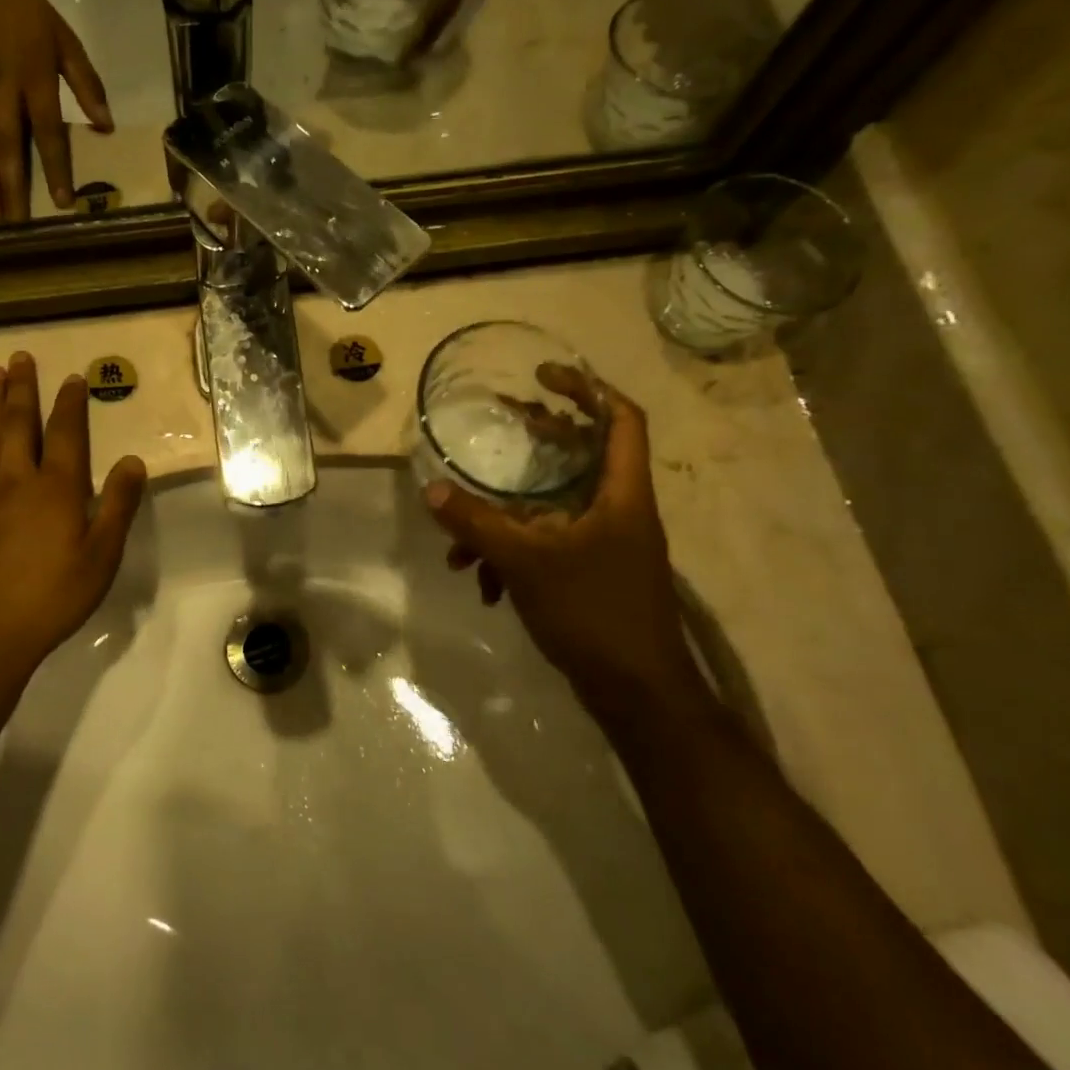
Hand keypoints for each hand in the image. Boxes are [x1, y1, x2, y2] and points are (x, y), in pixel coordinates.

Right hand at [0, 0, 113, 221]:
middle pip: (9, 147)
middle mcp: (2, 92)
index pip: (49, 132)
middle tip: (17, 228)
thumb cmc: (25, 13)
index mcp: (35, 78)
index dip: (57, 168)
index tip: (63, 203)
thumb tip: (107, 127)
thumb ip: (86, 83)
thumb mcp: (64, 39)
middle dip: (13, 188)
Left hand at [0, 353, 146, 683]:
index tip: (73, 378)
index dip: (70, 403)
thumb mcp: (101, 556)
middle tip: (20, 357)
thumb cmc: (54, 596)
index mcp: (56, 488)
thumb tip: (134, 460)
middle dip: (23, 388)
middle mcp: (16, 479)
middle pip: (19, 423)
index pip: (65, 433)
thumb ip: (118, 505)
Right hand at [424, 380, 705, 723]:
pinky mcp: (592, 576)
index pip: (622, 421)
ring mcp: (607, 546)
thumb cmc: (593, 612)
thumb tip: (431, 490)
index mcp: (621, 495)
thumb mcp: (526, 562)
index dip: (588, 389)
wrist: (638, 693)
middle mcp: (619, 512)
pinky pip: (548, 548)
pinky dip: (514, 556)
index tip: (545, 375)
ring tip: (461, 544)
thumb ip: (477, 523)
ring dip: (506, 519)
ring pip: (553, 510)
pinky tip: (484, 585)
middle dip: (540, 439)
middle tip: (505, 419)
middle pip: (583, 456)